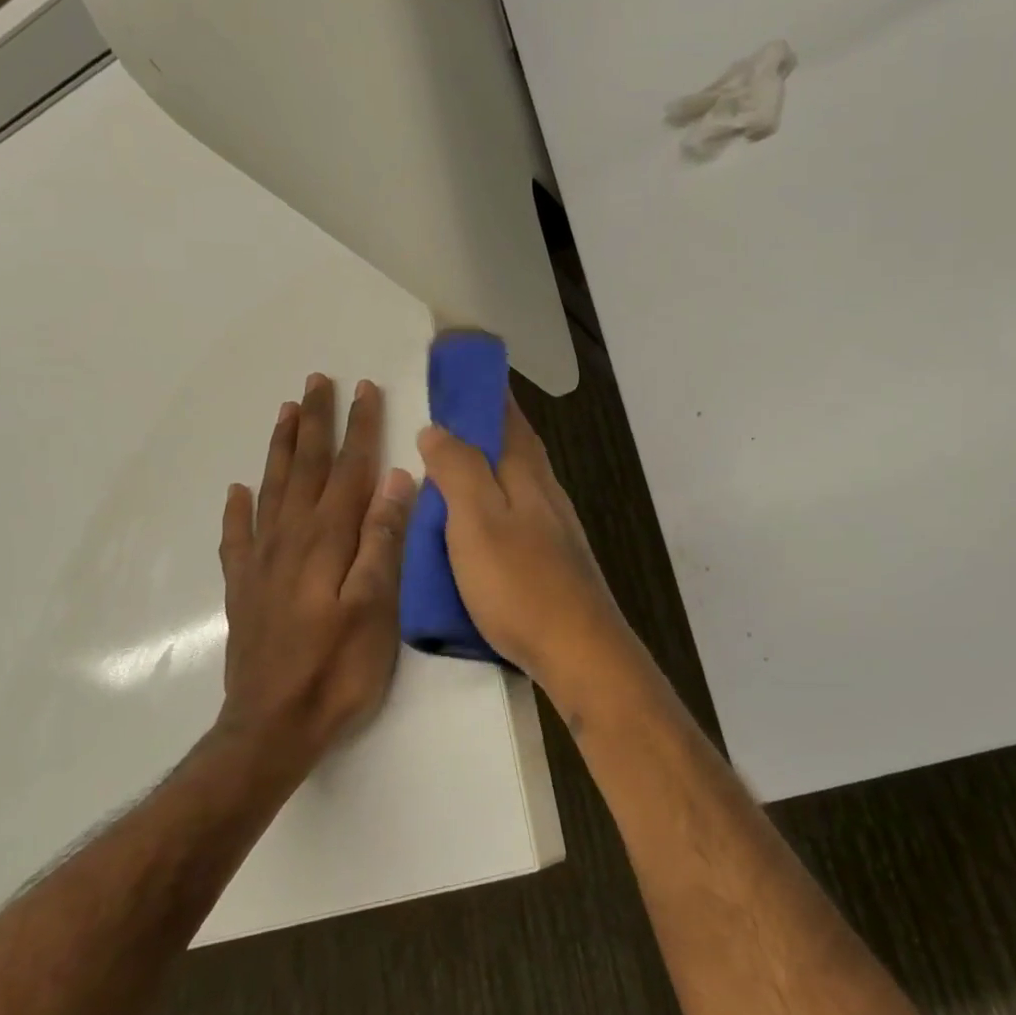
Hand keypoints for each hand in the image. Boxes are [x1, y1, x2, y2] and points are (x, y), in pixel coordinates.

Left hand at [218, 373, 417, 774]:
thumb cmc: (338, 671)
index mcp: (328, 541)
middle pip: (304, 468)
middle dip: (314, 422)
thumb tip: (396, 479)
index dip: (358, 428)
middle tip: (316, 381)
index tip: (364, 388)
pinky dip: (238, 510)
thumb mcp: (375, 608)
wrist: (272, 729)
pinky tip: (237, 491)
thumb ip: (382, 541)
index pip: (347, 470)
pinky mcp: (245, 589)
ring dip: (279, 448)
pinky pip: (237, 537)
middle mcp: (290, 540)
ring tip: (285, 413)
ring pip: (270, 490)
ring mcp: (262, 564)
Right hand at [417, 396, 632, 699]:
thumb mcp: (477, 522)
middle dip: (485, 420)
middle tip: (444, 410)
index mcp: (527, 473)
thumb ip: (458, 471)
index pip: (507, 414)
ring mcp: (553, 524)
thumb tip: (437, 428)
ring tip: (449, 460)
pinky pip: (516, 508)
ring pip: (517, 476)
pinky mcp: (551, 555)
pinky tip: (474, 516)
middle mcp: (545, 490)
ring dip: (488, 459)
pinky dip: (492, 497)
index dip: (484, 388)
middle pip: (516, 442)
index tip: (458, 365)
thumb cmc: (521, 583)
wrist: (577, 649)